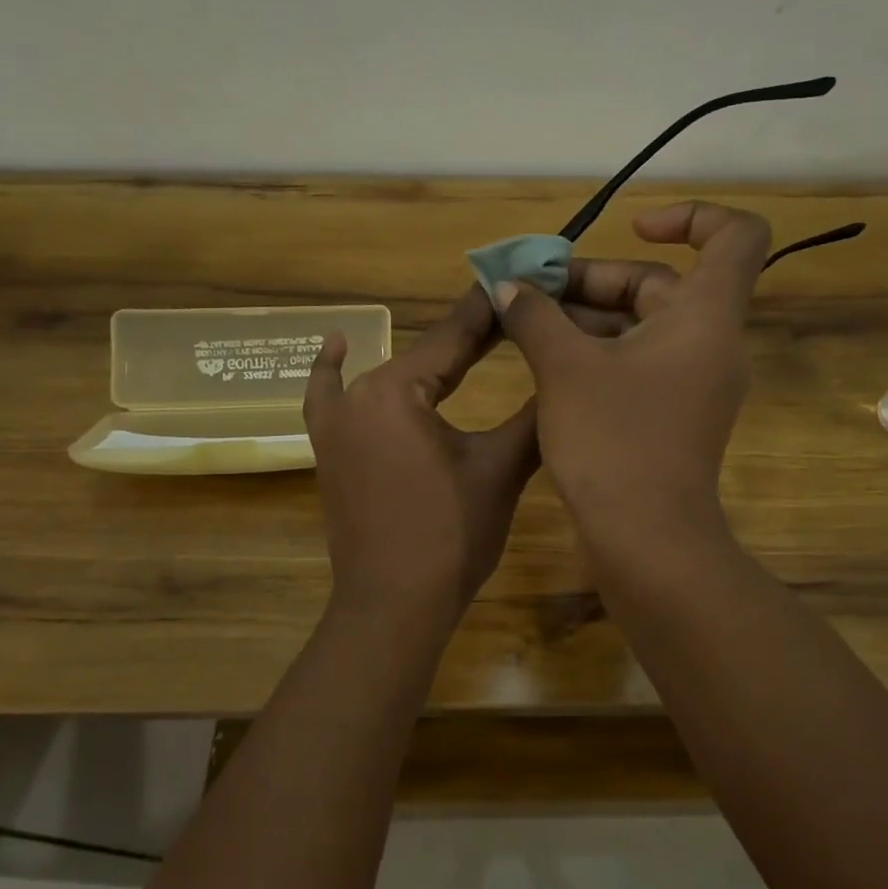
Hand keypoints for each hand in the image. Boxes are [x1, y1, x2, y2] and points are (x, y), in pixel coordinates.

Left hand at [303, 287, 538, 615]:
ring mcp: (335, 425)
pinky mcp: (330, 451)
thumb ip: (530, 415)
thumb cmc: (450, 537)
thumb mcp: (500, 470)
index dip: (492, 312)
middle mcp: (357, 396)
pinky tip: (335, 346)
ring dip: (425, 357)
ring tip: (467, 337)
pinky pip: (328, 399)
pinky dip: (332, 372)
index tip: (520, 283)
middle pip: (423, 354)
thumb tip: (559, 374)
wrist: (394, 606)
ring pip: (387, 374)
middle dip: (469, 336)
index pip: (453, 338)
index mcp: (395, 392)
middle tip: (513, 314)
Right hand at [494, 201, 768, 539]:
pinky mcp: (672, 416)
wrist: (646, 539)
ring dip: (586, 318)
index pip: (735, 236)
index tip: (634, 227)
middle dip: (594, 280)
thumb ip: (535, 316)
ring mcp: (693, 384)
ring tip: (524, 322)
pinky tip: (544, 361)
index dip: (692, 216)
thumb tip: (509, 288)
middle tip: (531, 289)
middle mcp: (709, 344)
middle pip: (661, 284)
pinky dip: (598, 353)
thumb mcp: (564, 368)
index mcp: (705, 317)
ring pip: (642, 328)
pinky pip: (638, 364)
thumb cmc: (613, 441)